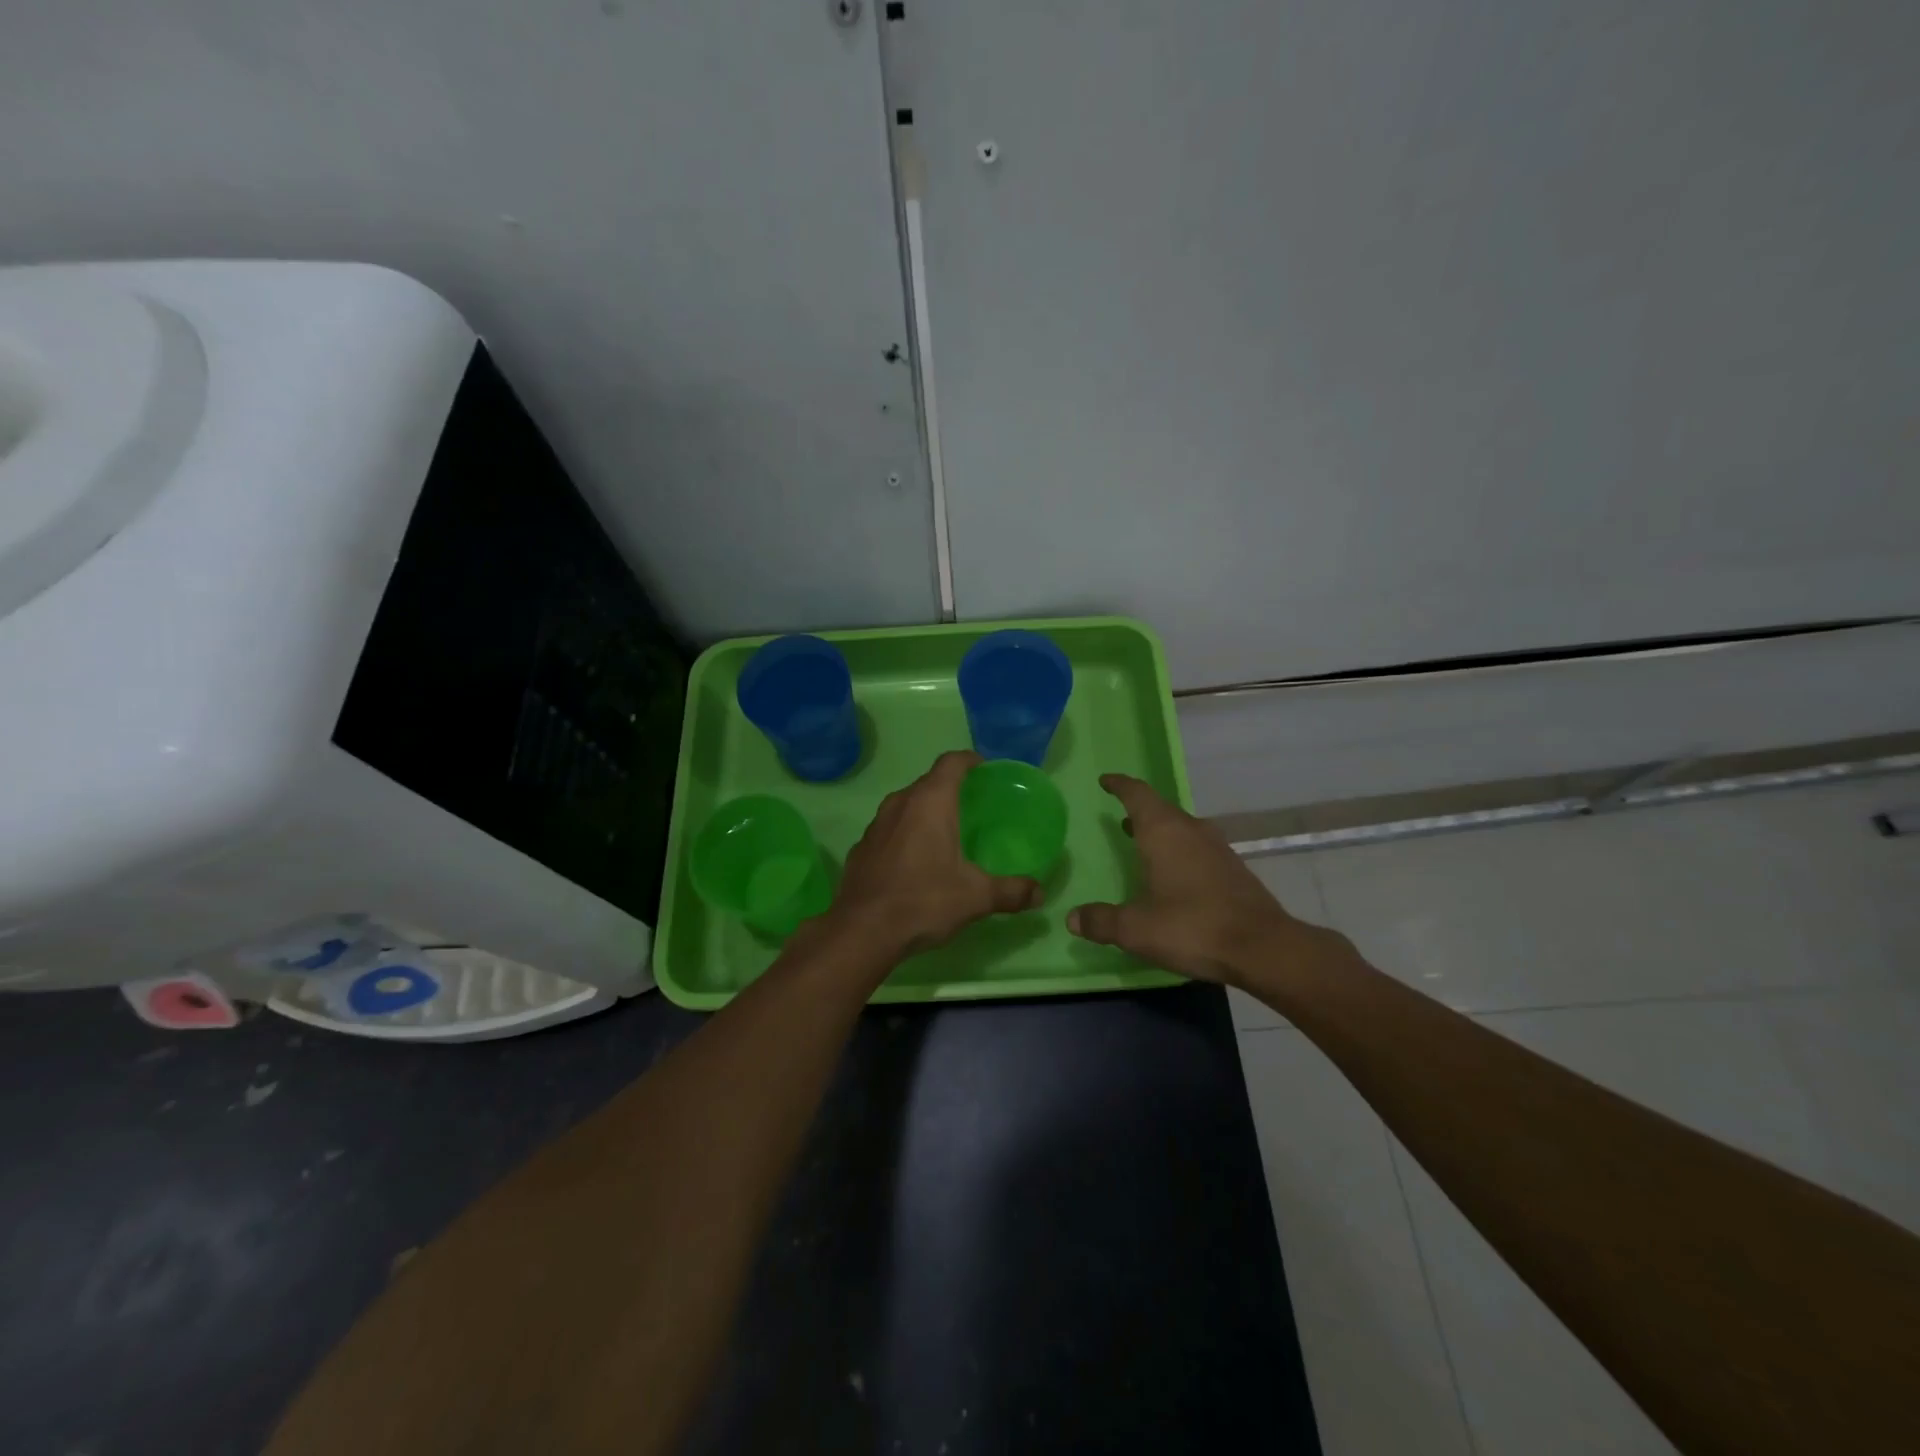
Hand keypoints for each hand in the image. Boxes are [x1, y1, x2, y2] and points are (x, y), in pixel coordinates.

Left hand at [826, 750, 1042, 959]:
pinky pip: (888, 830)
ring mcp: (876, 825)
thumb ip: (1011, 891)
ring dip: (924, 812)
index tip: (984, 769)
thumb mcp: (976, 897)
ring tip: (944, 832)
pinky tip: (913, 862)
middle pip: (928, 783)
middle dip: (950, 788)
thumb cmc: (924, 901)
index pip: (952, 763)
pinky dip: (904, 835)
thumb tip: (1040, 893)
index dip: (970, 761)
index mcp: (931, 802)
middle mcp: (900, 803)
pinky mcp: (861, 848)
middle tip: (972, 805)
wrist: (863, 931)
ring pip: (905, 806)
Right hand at [1067, 773, 1341, 986]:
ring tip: (1142, 841)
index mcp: (1163, 832)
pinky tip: (1174, 872)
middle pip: (1160, 808)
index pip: (1137, 794)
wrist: (1263, 948)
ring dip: (1160, 830)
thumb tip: (1072, 918)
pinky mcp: (1233, 867)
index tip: (1105, 781)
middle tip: (1120, 817)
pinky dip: (1179, 848)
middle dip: (1138, 810)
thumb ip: (1102, 921)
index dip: (1120, 785)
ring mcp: (1216, 847)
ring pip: (1181, 826)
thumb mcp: (1137, 929)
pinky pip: (1197, 845)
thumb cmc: (1192, 927)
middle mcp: (1190, 830)